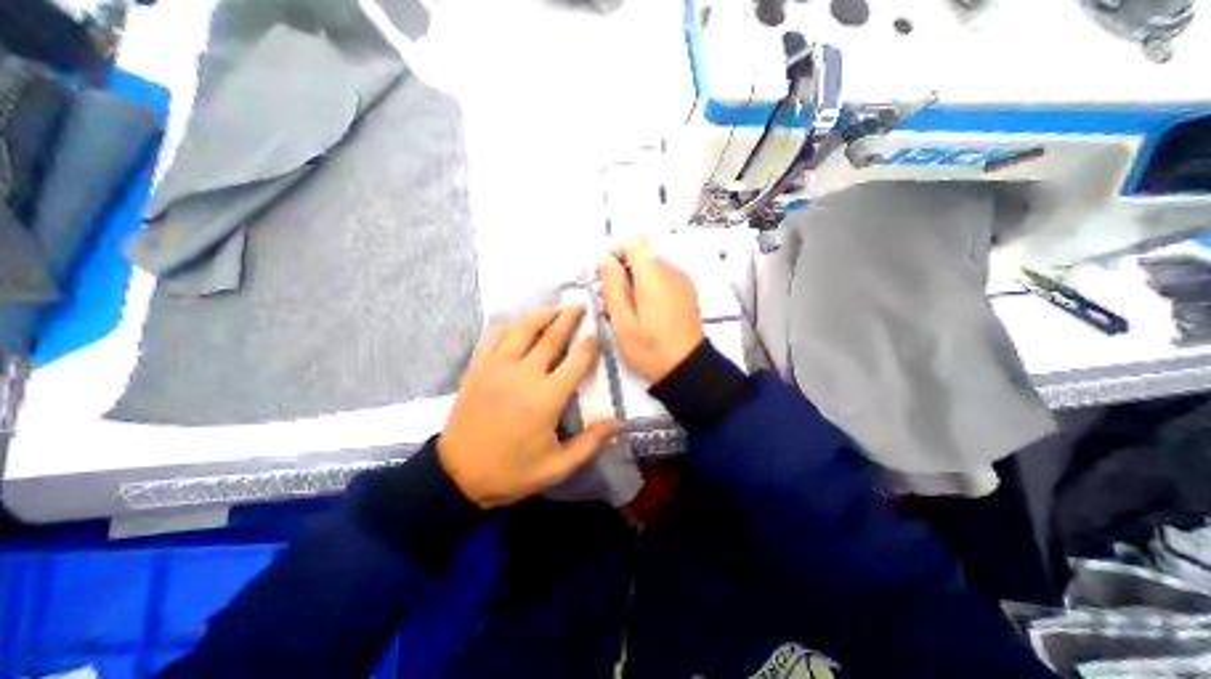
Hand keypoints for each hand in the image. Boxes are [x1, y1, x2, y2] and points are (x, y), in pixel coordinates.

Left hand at [442, 304, 619, 505]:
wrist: (458, 474)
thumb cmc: (512, 471)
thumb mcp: (557, 467)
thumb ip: (589, 443)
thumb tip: (617, 422)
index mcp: (546, 397)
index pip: (576, 361)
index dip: (589, 344)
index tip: (597, 333)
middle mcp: (524, 374)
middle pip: (551, 336)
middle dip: (568, 318)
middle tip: (579, 306)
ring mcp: (497, 367)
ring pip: (522, 329)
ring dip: (541, 315)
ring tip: (555, 308)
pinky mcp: (478, 367)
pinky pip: (495, 336)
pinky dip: (510, 325)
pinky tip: (519, 323)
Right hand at [598, 236, 705, 385]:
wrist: (688, 370)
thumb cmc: (650, 349)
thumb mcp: (623, 321)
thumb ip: (612, 286)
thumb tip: (604, 259)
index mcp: (654, 274)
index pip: (633, 242)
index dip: (615, 254)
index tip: (605, 279)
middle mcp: (671, 271)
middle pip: (641, 257)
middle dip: (621, 273)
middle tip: (608, 302)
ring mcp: (681, 282)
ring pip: (650, 270)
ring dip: (632, 284)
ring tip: (622, 313)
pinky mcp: (686, 294)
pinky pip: (662, 281)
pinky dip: (647, 290)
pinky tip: (640, 314)